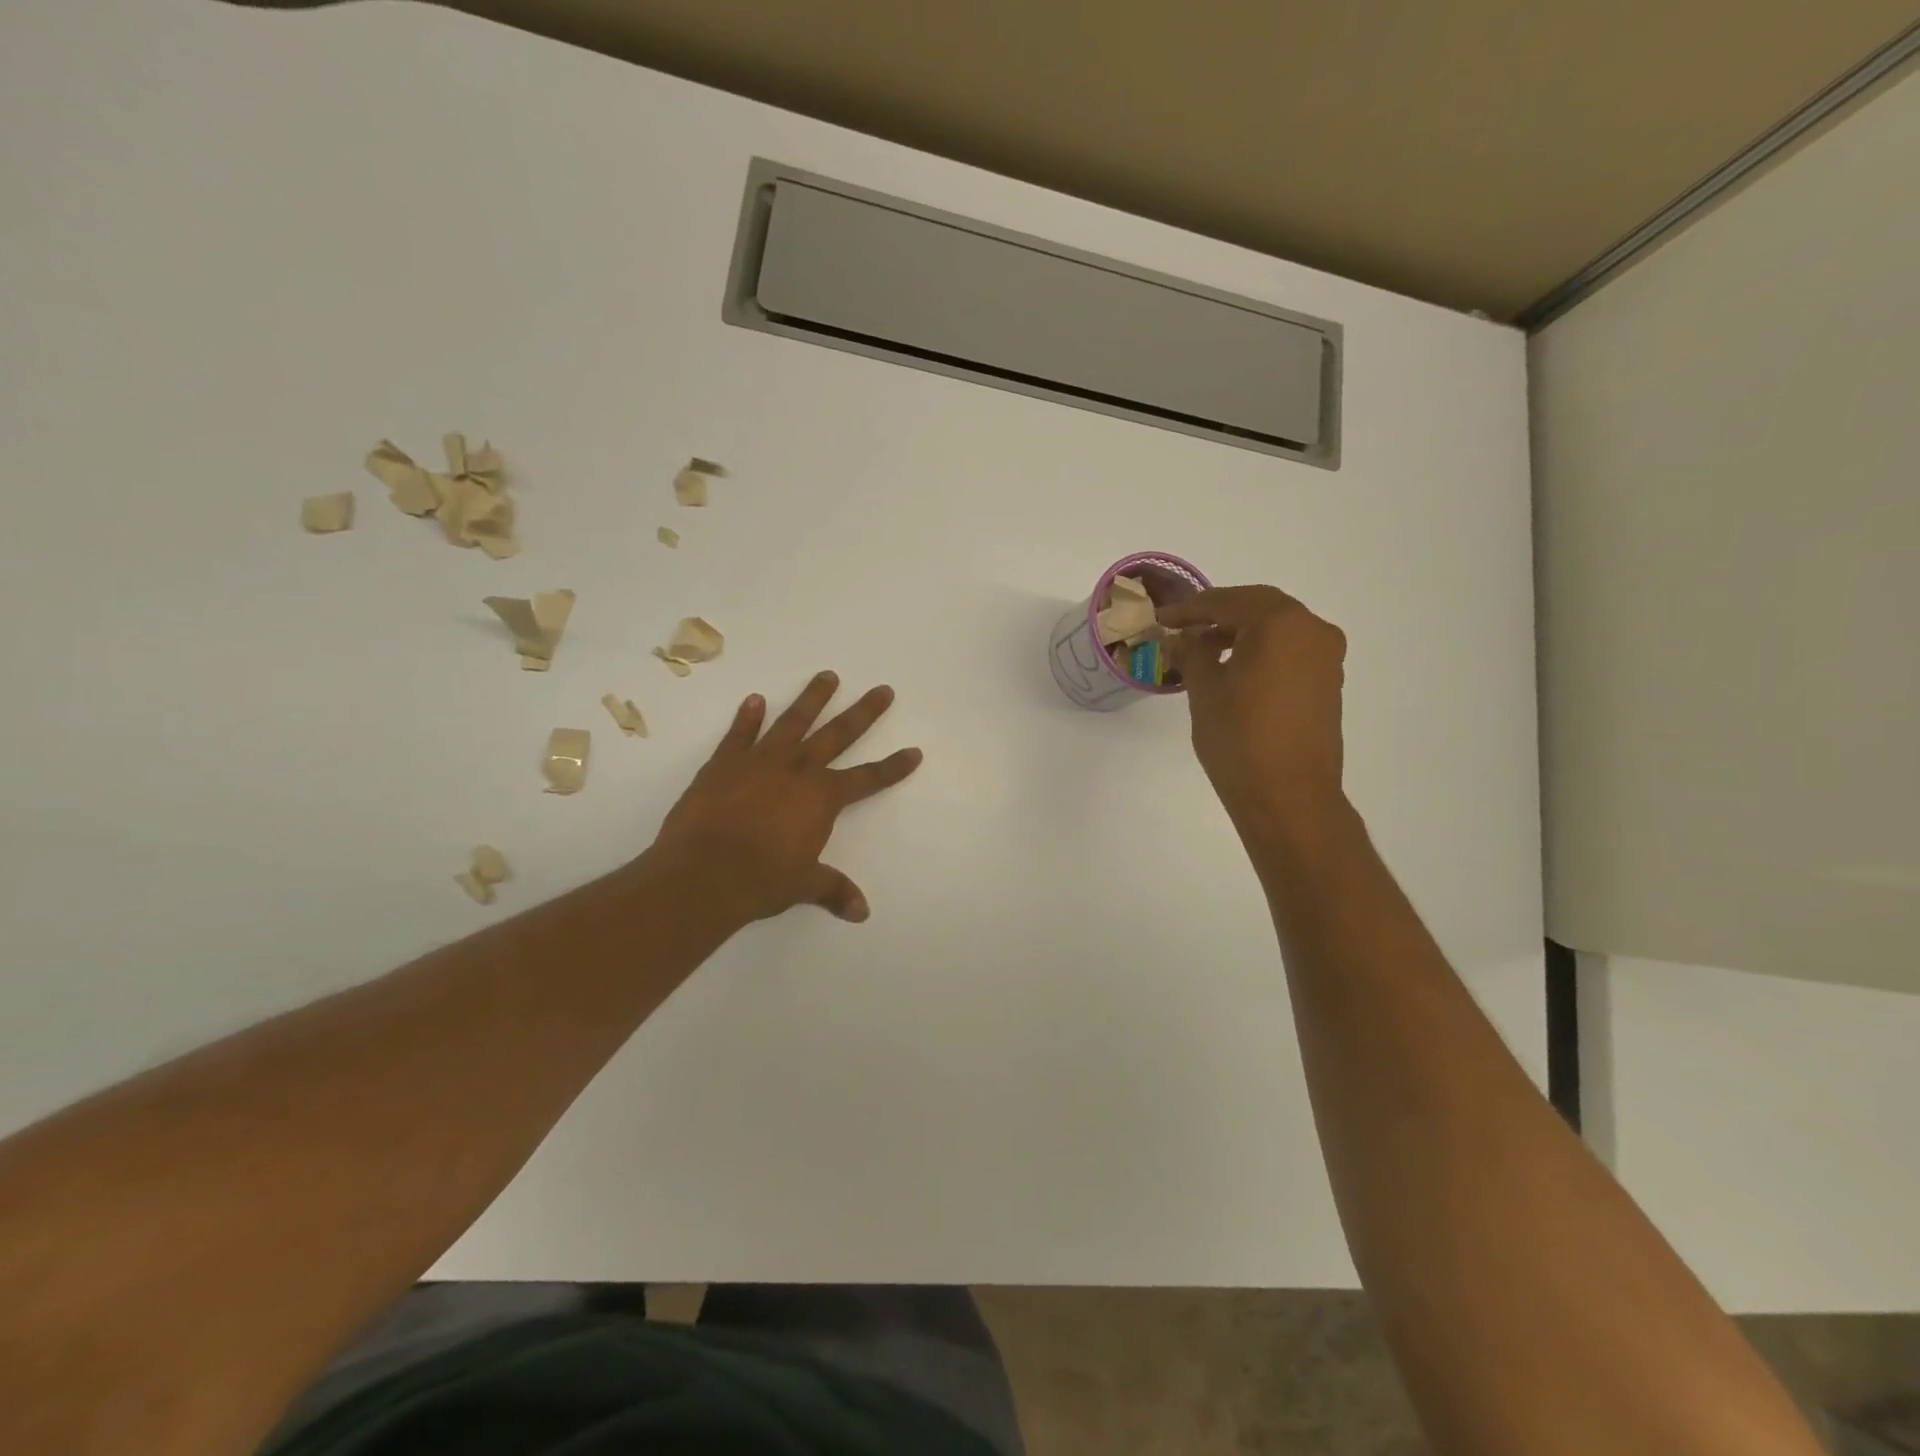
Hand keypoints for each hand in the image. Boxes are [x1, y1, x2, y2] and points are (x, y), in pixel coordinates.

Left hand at [648, 671, 922, 924]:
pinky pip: (740, 734)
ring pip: (792, 722)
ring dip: (812, 699)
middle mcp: (797, 770)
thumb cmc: (761, 880)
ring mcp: (760, 761)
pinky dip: (747, 717)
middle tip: (882, 690)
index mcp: (822, 798)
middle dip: (864, 712)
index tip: (915, 751)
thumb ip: (833, 890)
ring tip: (827, 676)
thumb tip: (862, 913)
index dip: (893, 767)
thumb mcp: (804, 885)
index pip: (868, 779)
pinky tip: (755, 700)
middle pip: (838, 734)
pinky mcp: (724, 763)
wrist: (702, 874)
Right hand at [1160, 586, 1347, 837]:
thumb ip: (1193, 652)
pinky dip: (1261, 651)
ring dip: (1242, 632)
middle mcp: (1313, 630)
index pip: (1229, 602)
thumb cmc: (1240, 737)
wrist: (1288, 796)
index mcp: (1282, 623)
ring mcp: (1326, 658)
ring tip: (1204, 649)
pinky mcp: (1327, 684)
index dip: (1191, 609)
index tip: (1163, 618)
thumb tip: (1182, 638)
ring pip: (1278, 630)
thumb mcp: (1205, 689)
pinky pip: (1290, 652)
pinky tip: (1234, 669)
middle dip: (1219, 614)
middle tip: (1184, 626)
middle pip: (1259, 608)